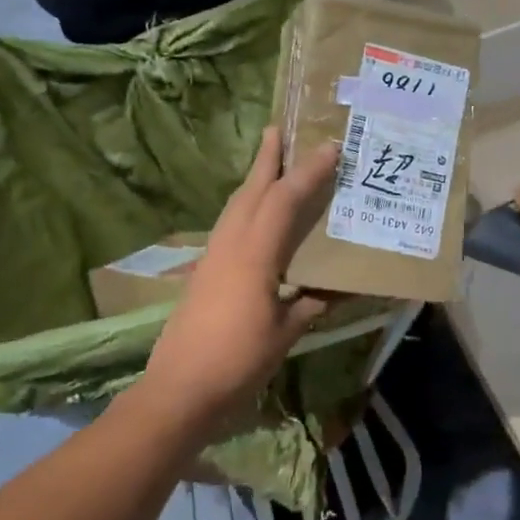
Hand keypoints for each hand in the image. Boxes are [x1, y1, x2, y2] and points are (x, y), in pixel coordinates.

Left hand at [137, 127, 339, 445]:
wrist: (178, 390)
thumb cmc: (237, 361)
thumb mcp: (285, 333)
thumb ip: (312, 304)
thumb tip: (341, 288)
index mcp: (254, 254)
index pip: (284, 200)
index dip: (308, 171)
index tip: (330, 146)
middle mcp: (230, 245)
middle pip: (250, 190)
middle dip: (265, 158)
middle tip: (278, 129)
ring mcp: (212, 257)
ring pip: (235, 205)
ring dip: (253, 179)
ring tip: (269, 162)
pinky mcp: (203, 272)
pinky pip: (228, 224)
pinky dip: (244, 205)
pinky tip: (253, 215)